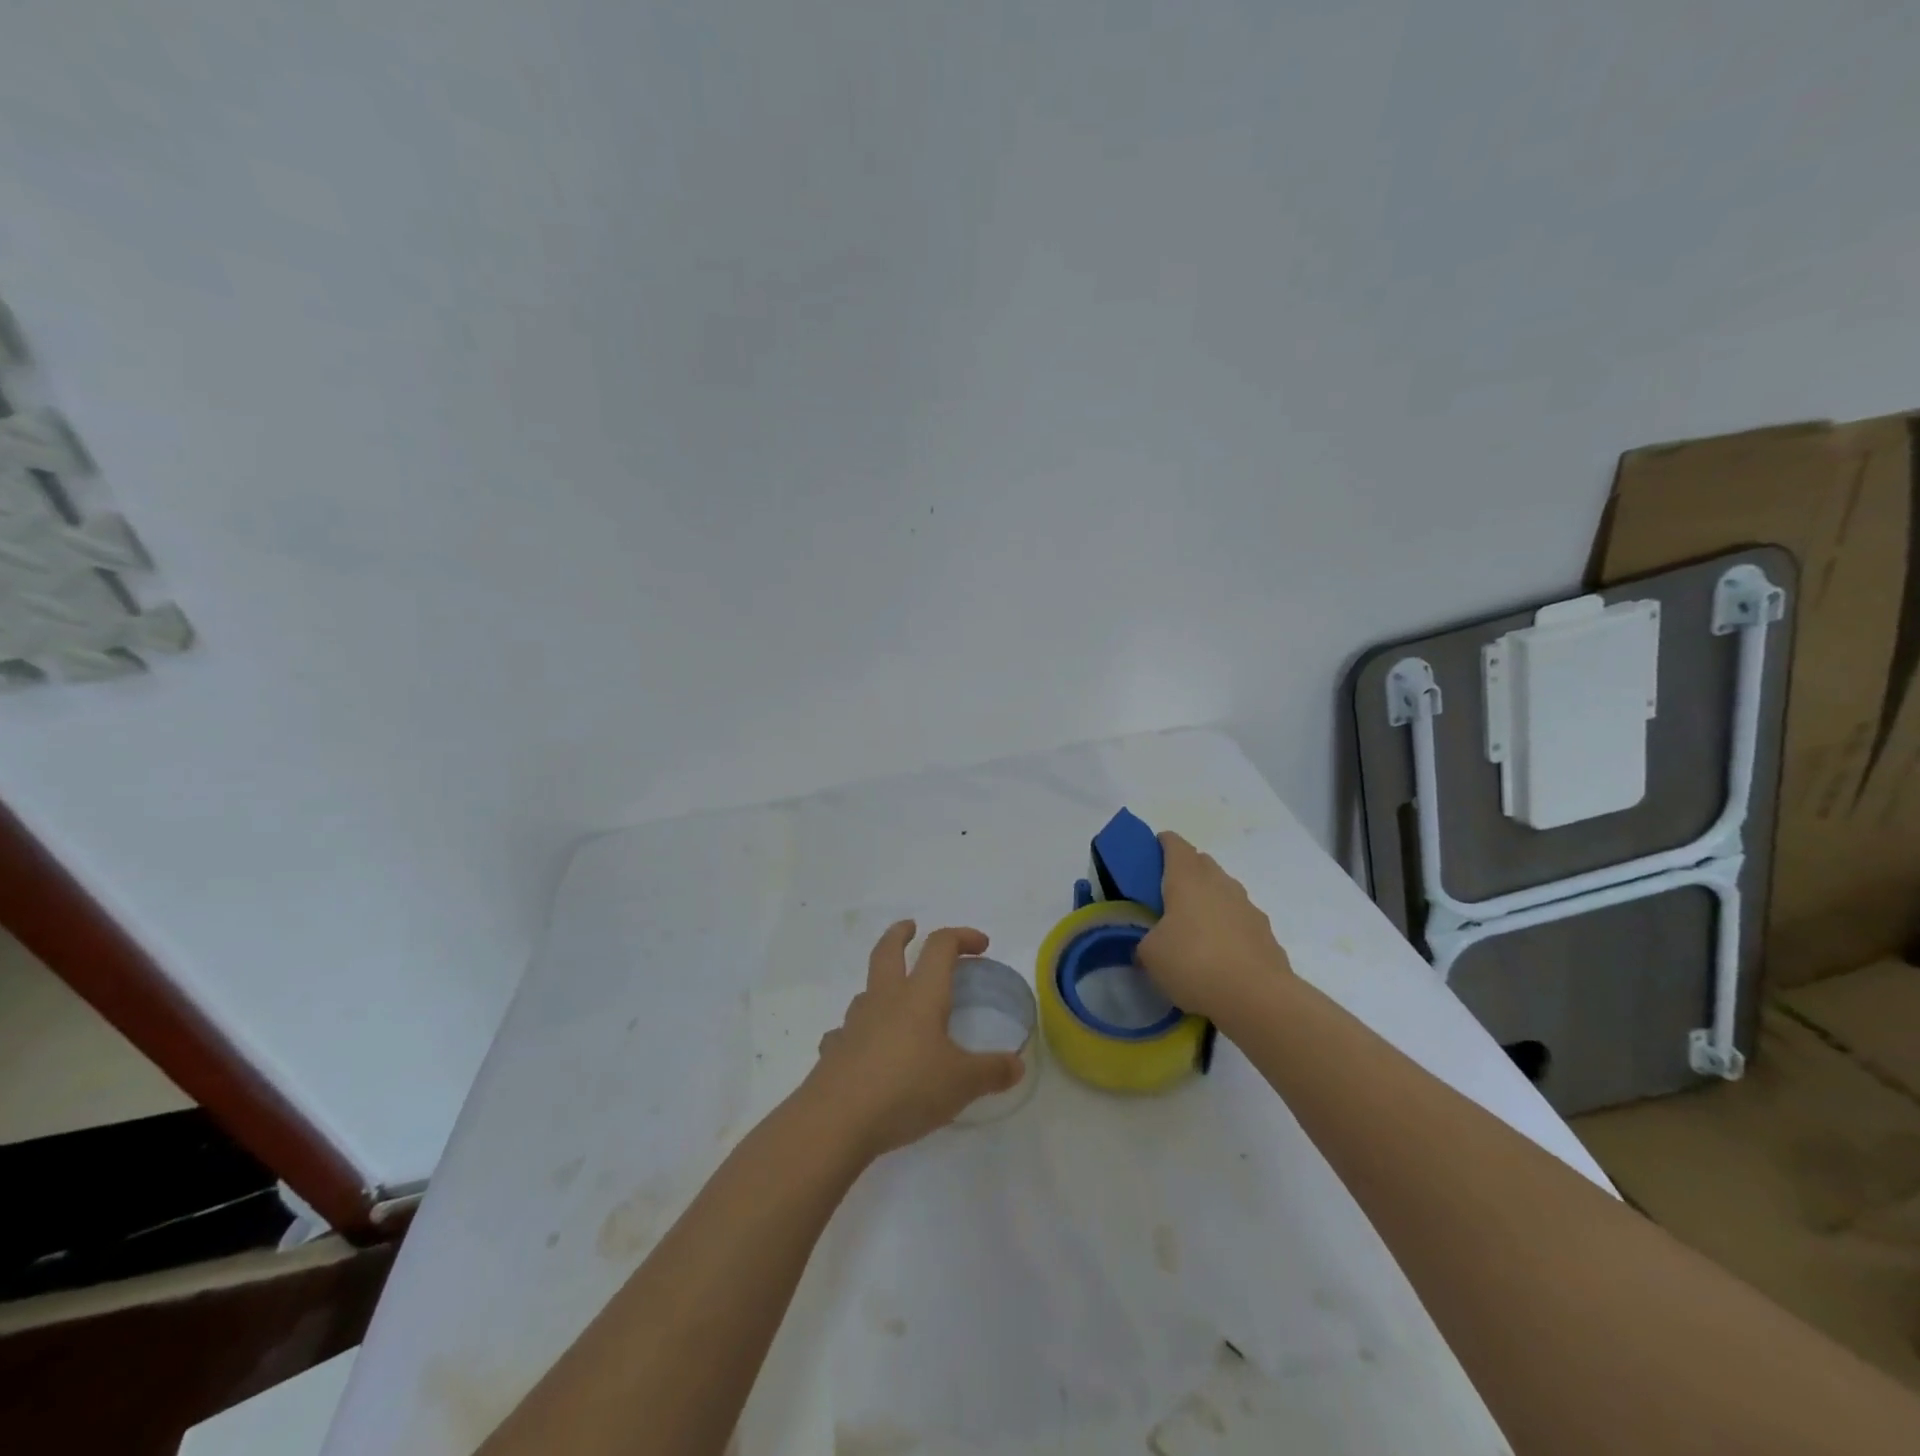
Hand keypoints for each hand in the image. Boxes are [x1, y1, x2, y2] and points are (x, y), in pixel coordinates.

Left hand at [803, 921, 1024, 1160]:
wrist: (837, 1120)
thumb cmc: (907, 1088)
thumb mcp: (961, 1084)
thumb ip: (991, 1072)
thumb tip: (1016, 1065)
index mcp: (920, 996)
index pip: (940, 947)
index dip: (962, 937)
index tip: (981, 945)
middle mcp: (885, 999)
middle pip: (888, 951)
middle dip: (901, 934)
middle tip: (910, 928)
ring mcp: (854, 1023)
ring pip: (866, 990)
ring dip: (881, 984)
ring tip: (893, 998)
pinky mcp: (833, 1051)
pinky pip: (846, 1032)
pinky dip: (858, 1033)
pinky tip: (864, 1051)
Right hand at [1136, 831, 1289, 1022]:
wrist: (1257, 997)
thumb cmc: (1194, 963)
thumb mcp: (1151, 955)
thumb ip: (1146, 941)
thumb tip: (1151, 942)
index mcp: (1187, 879)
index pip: (1175, 845)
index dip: (1163, 843)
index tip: (1152, 851)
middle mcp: (1219, 883)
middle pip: (1202, 863)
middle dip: (1186, 870)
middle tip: (1168, 892)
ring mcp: (1246, 906)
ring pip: (1223, 889)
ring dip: (1209, 897)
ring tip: (1194, 925)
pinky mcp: (1265, 931)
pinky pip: (1239, 917)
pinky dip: (1228, 924)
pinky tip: (1220, 951)